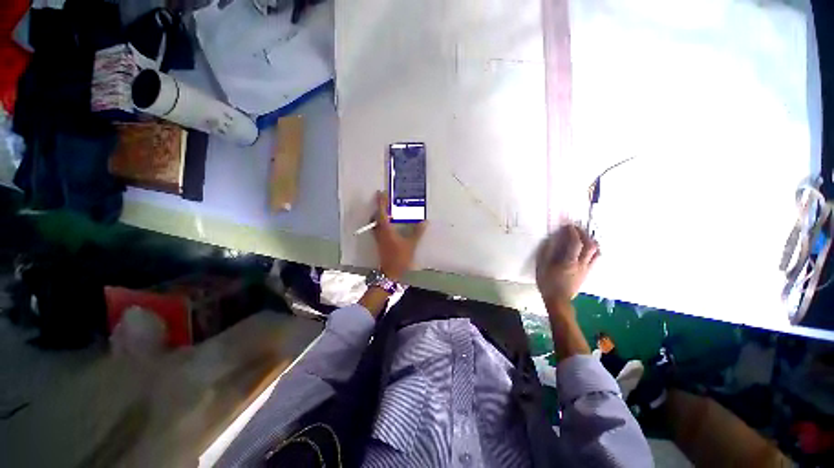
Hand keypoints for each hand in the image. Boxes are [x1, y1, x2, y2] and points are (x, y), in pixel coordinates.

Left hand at [372, 191, 425, 280]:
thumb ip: (417, 232)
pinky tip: (389, 224)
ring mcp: (378, 238)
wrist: (390, 272)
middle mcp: (380, 232)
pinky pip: (378, 228)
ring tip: (387, 211)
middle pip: (376, 217)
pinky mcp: (379, 242)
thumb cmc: (400, 257)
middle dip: (379, 208)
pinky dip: (381, 223)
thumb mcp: (411, 244)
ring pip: (376, 223)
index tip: (380, 193)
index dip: (381, 202)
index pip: (382, 213)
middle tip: (386, 201)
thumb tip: (424, 221)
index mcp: (386, 230)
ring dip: (379, 215)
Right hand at [536, 224, 598, 305]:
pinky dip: (592, 250)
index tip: (567, 225)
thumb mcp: (542, 266)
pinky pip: (595, 258)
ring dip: (591, 241)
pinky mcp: (587, 273)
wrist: (558, 300)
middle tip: (576, 228)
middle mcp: (581, 264)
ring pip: (596, 252)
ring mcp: (586, 269)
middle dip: (584, 234)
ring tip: (583, 236)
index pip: (576, 242)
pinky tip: (586, 248)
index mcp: (569, 262)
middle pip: (591, 245)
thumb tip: (552, 240)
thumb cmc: (547, 283)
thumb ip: (547, 252)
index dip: (573, 232)